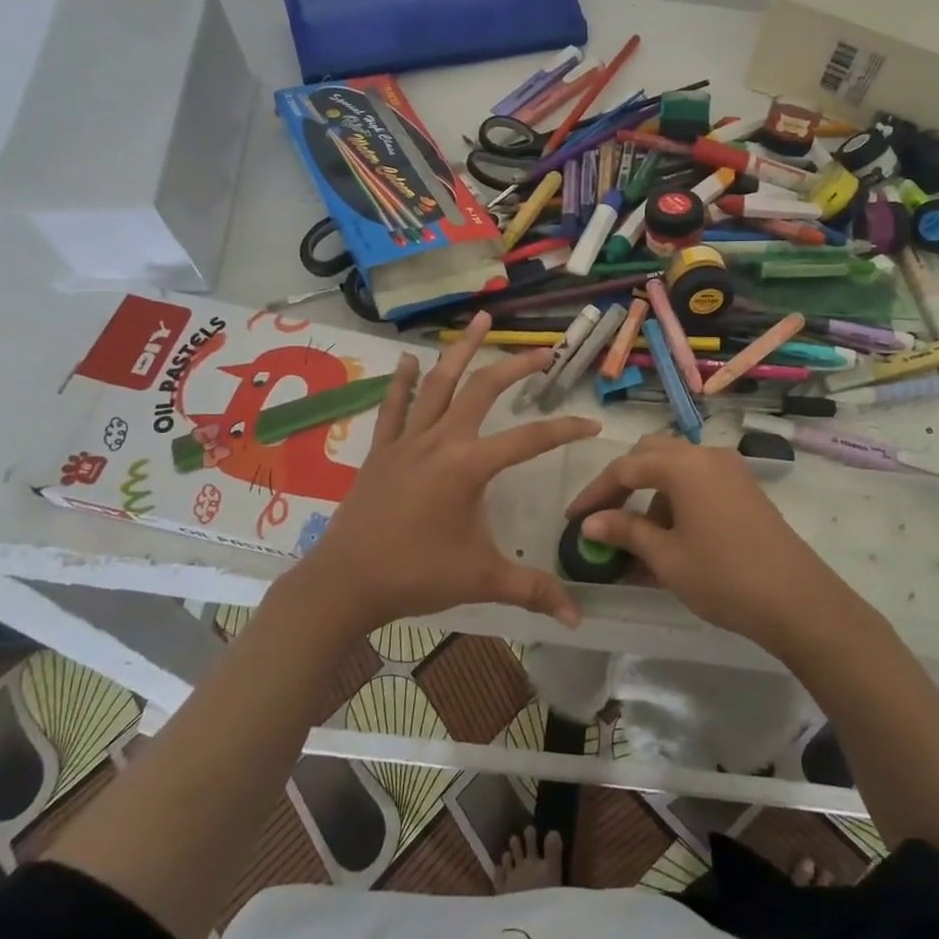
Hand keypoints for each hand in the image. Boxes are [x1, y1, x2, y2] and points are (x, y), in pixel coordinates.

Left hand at [289, 313, 599, 634]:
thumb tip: (578, 618)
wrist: (345, 582)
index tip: (592, 423)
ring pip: (439, 383)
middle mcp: (440, 440)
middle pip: (483, 389)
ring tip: (480, 321)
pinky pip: (394, 406)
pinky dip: (402, 381)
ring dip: (461, 351)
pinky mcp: (382, 450)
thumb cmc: (416, 575)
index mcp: (469, 466)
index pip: (530, 438)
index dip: (565, 429)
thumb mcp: (481, 579)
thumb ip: (532, 590)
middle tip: (543, 351)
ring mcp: (407, 440)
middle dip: (516, 366)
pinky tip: (408, 359)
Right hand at [566, 434, 854, 651]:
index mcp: (683, 464)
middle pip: (652, 455)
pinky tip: (670, 539)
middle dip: (623, 483)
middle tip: (603, 516)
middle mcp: (706, 456)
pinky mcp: (745, 489)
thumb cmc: (723, 576)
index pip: (625, 468)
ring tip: (637, 539)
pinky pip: (699, 483)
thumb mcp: (666, 557)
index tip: (573, 518)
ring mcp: (730, 470)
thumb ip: (625, 531)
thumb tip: (590, 522)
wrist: (797, 600)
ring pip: (677, 469)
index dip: (595, 493)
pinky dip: (677, 501)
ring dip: (651, 494)